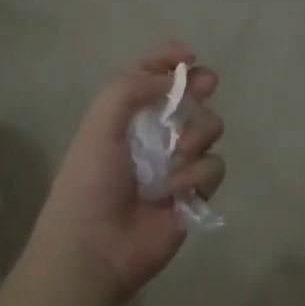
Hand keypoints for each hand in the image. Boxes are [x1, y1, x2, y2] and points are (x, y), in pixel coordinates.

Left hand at [28, 45, 224, 302]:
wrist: (96, 247)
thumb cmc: (90, 182)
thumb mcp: (99, 126)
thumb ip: (130, 90)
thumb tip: (173, 80)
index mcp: (126, 115)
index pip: (151, 75)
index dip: (170, 60)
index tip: (187, 57)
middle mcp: (154, 134)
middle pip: (190, 97)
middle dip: (200, 86)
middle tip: (205, 86)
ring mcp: (177, 163)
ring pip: (209, 128)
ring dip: (198, 133)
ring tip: (179, 153)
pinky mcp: (195, 192)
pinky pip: (214, 166)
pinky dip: (198, 175)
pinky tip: (176, 191)